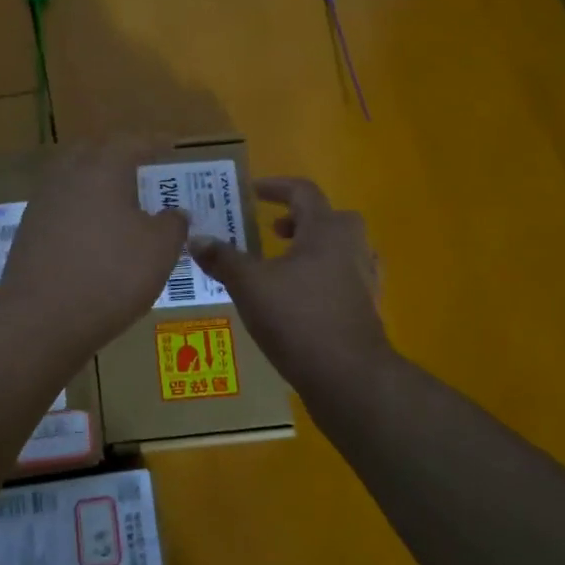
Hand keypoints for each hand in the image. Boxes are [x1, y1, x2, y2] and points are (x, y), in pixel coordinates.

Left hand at [0, 140, 190, 356]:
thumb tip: (175, 213)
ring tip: (120, 205)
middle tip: (142, 170)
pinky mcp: (28, 234)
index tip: (171, 145)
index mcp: (102, 169)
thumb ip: (173, 225)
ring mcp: (42, 204)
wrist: (40, 320)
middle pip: (94, 153)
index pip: (132, 143)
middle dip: (118, 157)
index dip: (154, 143)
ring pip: (73, 181)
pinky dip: (81, 213)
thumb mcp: (159, 251)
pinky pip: (61, 209)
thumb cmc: (110, 275)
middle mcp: (67, 177)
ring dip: (97, 186)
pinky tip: (94, 235)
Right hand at [188, 177, 390, 393]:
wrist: (349, 376)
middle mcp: (351, 247)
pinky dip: (323, 278)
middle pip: (331, 218)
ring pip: (341, 249)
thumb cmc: (298, 319)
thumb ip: (223, 259)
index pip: (303, 192)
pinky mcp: (367, 309)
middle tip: (275, 231)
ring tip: (283, 267)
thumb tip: (196, 238)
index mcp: (326, 231)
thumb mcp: (249, 285)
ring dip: (312, 249)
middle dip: (300, 219)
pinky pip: (345, 279)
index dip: (277, 187)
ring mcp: (365, 280)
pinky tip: (300, 300)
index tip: (254, 192)